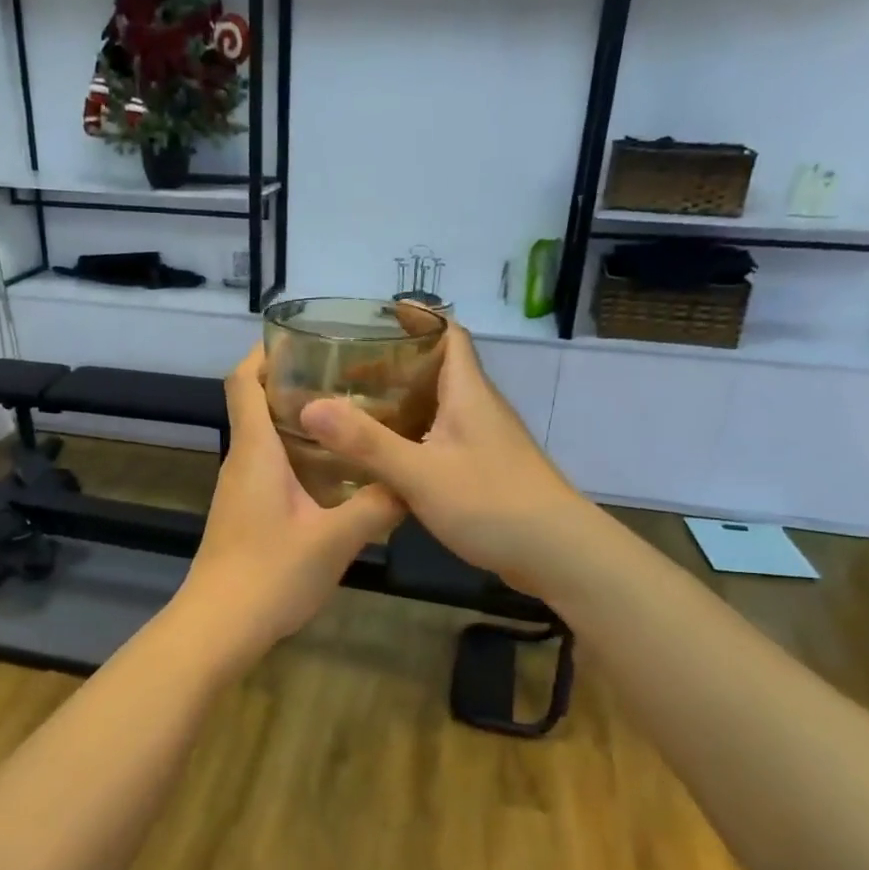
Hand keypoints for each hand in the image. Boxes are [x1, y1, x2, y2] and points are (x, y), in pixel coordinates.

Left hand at [180, 348, 405, 650]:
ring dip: (300, 423)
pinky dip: (298, 458)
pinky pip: (269, 468)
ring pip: (266, 439)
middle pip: (257, 404)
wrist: (218, 627)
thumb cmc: (270, 574)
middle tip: (349, 378)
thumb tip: (410, 485)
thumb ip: (376, 507)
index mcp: (256, 451)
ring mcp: (239, 489)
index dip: (264, 352)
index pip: (244, 381)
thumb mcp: (335, 540)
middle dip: (296, 383)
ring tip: (352, 420)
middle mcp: (242, 461)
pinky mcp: (244, 513)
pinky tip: (336, 476)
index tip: (302, 338)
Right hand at [298, 319, 593, 601]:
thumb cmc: (492, 503)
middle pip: (439, 370)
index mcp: (468, 394)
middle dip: (395, 364)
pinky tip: (386, 458)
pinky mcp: (486, 472)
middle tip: (347, 369)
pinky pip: (442, 440)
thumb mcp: (421, 473)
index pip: (450, 334)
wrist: (558, 555)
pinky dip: (412, 437)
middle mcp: (479, 409)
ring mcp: (486, 442)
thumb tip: (310, 407)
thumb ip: (366, 442)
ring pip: (439, 407)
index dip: (419, 318)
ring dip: (402, 403)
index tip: (378, 314)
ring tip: (356, 409)